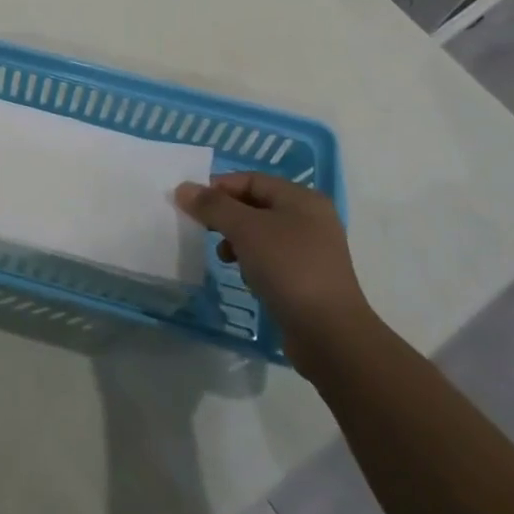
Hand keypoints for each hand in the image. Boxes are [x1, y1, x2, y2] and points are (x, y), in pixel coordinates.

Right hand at [176, 172, 375, 365]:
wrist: (329, 334)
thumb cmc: (288, 268)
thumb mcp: (245, 229)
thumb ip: (213, 206)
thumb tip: (183, 188)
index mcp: (301, 199)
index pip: (251, 180)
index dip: (219, 187)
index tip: (192, 205)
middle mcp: (310, 219)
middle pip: (256, 205)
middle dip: (226, 216)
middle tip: (203, 230)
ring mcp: (311, 251)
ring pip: (261, 234)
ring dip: (237, 241)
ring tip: (225, 258)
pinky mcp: (307, 279)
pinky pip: (271, 259)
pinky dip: (253, 262)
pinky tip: (245, 278)